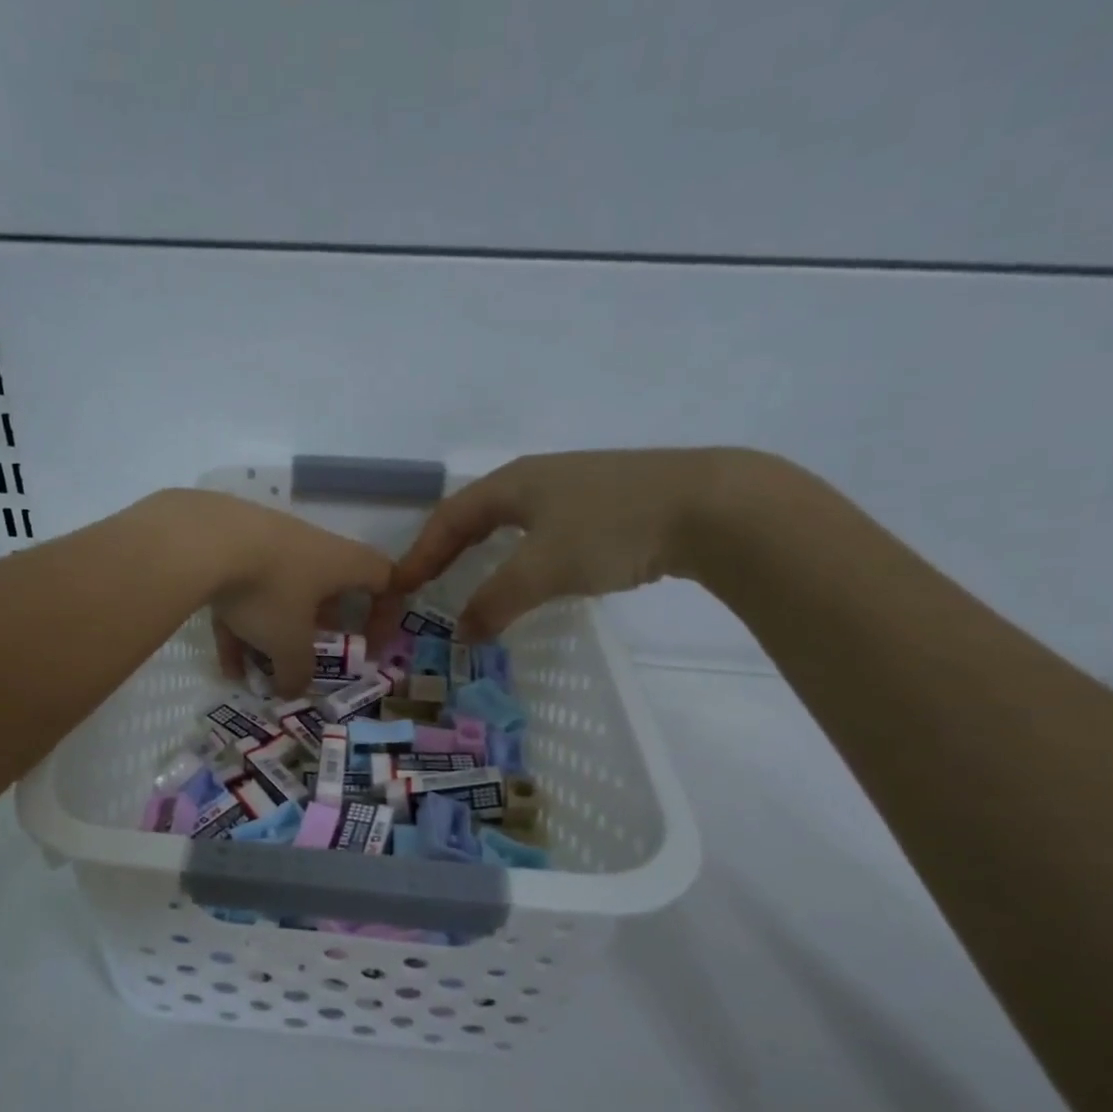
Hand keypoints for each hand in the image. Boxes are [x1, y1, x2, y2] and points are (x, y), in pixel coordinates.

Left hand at [174, 491, 393, 696]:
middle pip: (326, 589)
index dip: (386, 613)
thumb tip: (293, 691)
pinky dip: (239, 626)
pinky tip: (225, 664)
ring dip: (270, 636)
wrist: (201, 540)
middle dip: (317, 629)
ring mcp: (267, 543)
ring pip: (278, 595)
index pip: (383, 578)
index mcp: (340, 562)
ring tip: (256, 674)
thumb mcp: (288, 643)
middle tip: (308, 658)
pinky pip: (242, 592)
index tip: (372, 646)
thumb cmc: (268, 590)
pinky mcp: (228, 546)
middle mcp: (309, 547)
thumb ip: (297, 671)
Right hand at [388, 449, 742, 640]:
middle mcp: (538, 477)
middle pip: (476, 513)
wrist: (713, 506)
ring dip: (484, 550)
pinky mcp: (608, 504)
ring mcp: (576, 487)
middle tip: (427, 583)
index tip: (399, 587)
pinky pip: (544, 529)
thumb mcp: (542, 569)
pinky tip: (534, 572)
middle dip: (447, 549)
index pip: (449, 518)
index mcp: (512, 483)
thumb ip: (495, 601)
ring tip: (471, 579)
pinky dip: (521, 553)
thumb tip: (462, 633)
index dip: (420, 553)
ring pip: (512, 520)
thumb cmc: (612, 529)